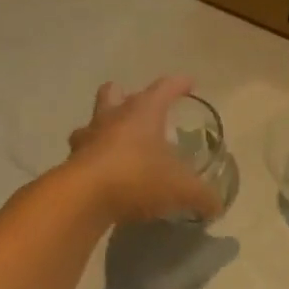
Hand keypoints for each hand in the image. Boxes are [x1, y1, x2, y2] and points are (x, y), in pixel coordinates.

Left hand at [64, 77, 223, 225]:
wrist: (83, 198)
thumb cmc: (138, 177)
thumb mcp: (182, 189)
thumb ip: (202, 196)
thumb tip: (217, 206)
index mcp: (143, 113)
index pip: (164, 89)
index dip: (178, 85)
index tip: (189, 83)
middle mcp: (112, 118)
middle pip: (114, 94)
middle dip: (124, 95)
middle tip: (136, 103)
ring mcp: (87, 139)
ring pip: (93, 122)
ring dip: (104, 127)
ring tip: (116, 140)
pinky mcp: (71, 164)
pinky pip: (84, 154)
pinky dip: (95, 159)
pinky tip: (105, 173)